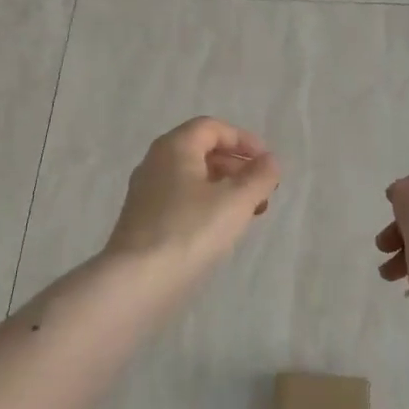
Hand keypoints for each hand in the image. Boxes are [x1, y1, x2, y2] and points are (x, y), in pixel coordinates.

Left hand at [105, 118, 281, 272]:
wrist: (138, 280)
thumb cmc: (190, 230)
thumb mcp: (235, 201)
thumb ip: (259, 177)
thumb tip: (270, 161)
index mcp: (174, 147)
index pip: (211, 128)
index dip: (243, 139)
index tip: (267, 162)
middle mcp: (155, 163)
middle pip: (201, 151)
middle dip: (236, 166)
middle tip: (263, 189)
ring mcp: (146, 193)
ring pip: (192, 179)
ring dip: (225, 188)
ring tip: (250, 212)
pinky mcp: (144, 221)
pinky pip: (182, 200)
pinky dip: (207, 205)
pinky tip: (222, 229)